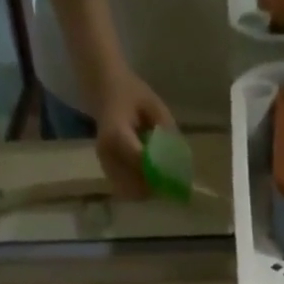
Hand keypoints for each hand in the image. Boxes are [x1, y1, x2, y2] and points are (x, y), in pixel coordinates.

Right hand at [92, 68, 176, 199]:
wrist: (104, 92)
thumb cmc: (130, 94)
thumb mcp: (153, 104)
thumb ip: (165, 129)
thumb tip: (179, 157)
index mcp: (116, 133)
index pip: (139, 159)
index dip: (159, 170)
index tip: (176, 174)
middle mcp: (107, 154)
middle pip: (134, 182)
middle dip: (154, 184)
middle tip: (171, 181)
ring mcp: (105, 166)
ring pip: (130, 191)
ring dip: (148, 190)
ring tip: (160, 179)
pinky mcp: (107, 173)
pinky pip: (126, 190)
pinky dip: (140, 190)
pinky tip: (149, 178)